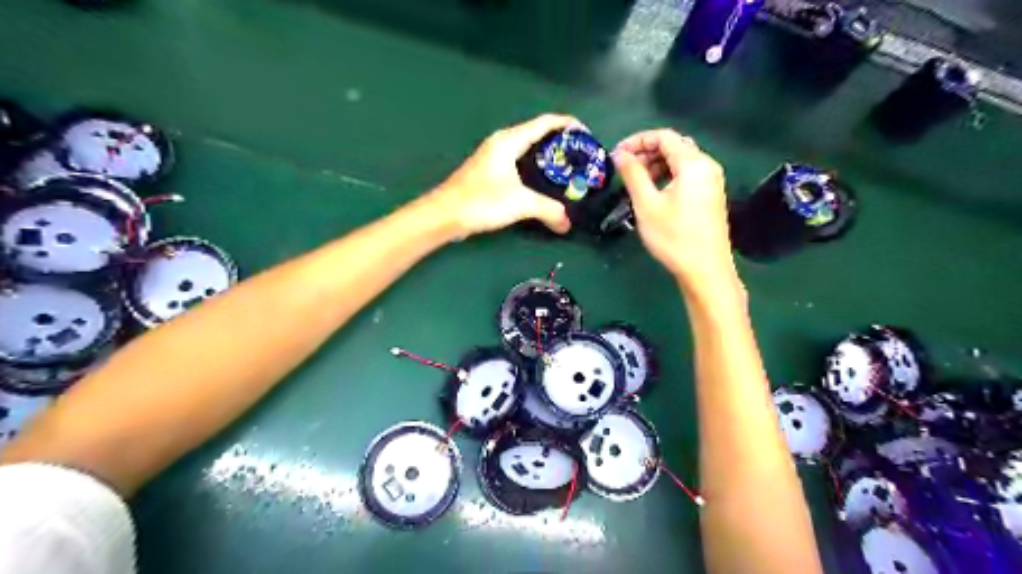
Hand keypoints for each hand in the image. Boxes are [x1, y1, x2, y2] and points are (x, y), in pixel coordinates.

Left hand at [429, 115, 581, 234]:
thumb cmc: (481, 201)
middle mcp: (502, 143)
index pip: (546, 123)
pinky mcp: (490, 173)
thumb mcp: (520, 203)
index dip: (569, 125)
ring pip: (528, 151)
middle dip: (562, 145)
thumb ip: (548, 210)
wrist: (444, 215)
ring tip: (568, 173)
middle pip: (539, 135)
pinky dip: (535, 171)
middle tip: (581, 161)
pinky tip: (544, 186)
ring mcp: (494, 157)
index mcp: (510, 140)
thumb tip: (567, 223)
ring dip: (548, 159)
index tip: (588, 136)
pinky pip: (520, 164)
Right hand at [611, 130, 738, 289]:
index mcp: (694, 163)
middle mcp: (707, 166)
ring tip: (636, 182)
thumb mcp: (647, 204)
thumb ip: (633, 175)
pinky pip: (687, 175)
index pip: (664, 136)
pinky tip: (654, 193)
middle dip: (647, 152)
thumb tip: (620, 154)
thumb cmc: (674, 236)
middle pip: (674, 146)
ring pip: (680, 161)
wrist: (705, 270)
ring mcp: (711, 181)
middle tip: (624, 169)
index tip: (617, 154)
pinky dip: (668, 176)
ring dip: (656, 165)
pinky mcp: (710, 196)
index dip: (638, 140)